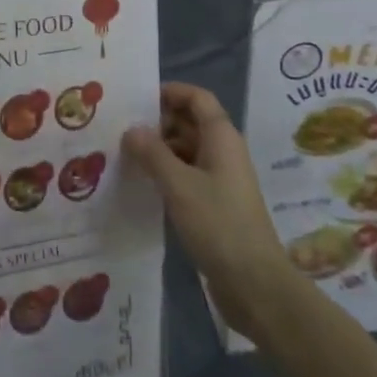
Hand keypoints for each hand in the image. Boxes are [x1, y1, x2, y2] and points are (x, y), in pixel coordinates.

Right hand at [123, 83, 292, 342]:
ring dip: (160, 148)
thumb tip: (131, 129)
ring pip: (187, 149)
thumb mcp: (179, 185)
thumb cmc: (219, 224)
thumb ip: (152, 153)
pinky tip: (143, 183)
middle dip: (159, 121)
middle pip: (191, 122)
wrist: (255, 285)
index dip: (170, 91)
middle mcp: (224, 151)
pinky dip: (167, 172)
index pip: (197, 98)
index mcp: (222, 137)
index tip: (137, 97)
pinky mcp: (216, 204)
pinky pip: (188, 174)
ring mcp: (222, 179)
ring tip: (125, 154)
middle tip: (121, 127)